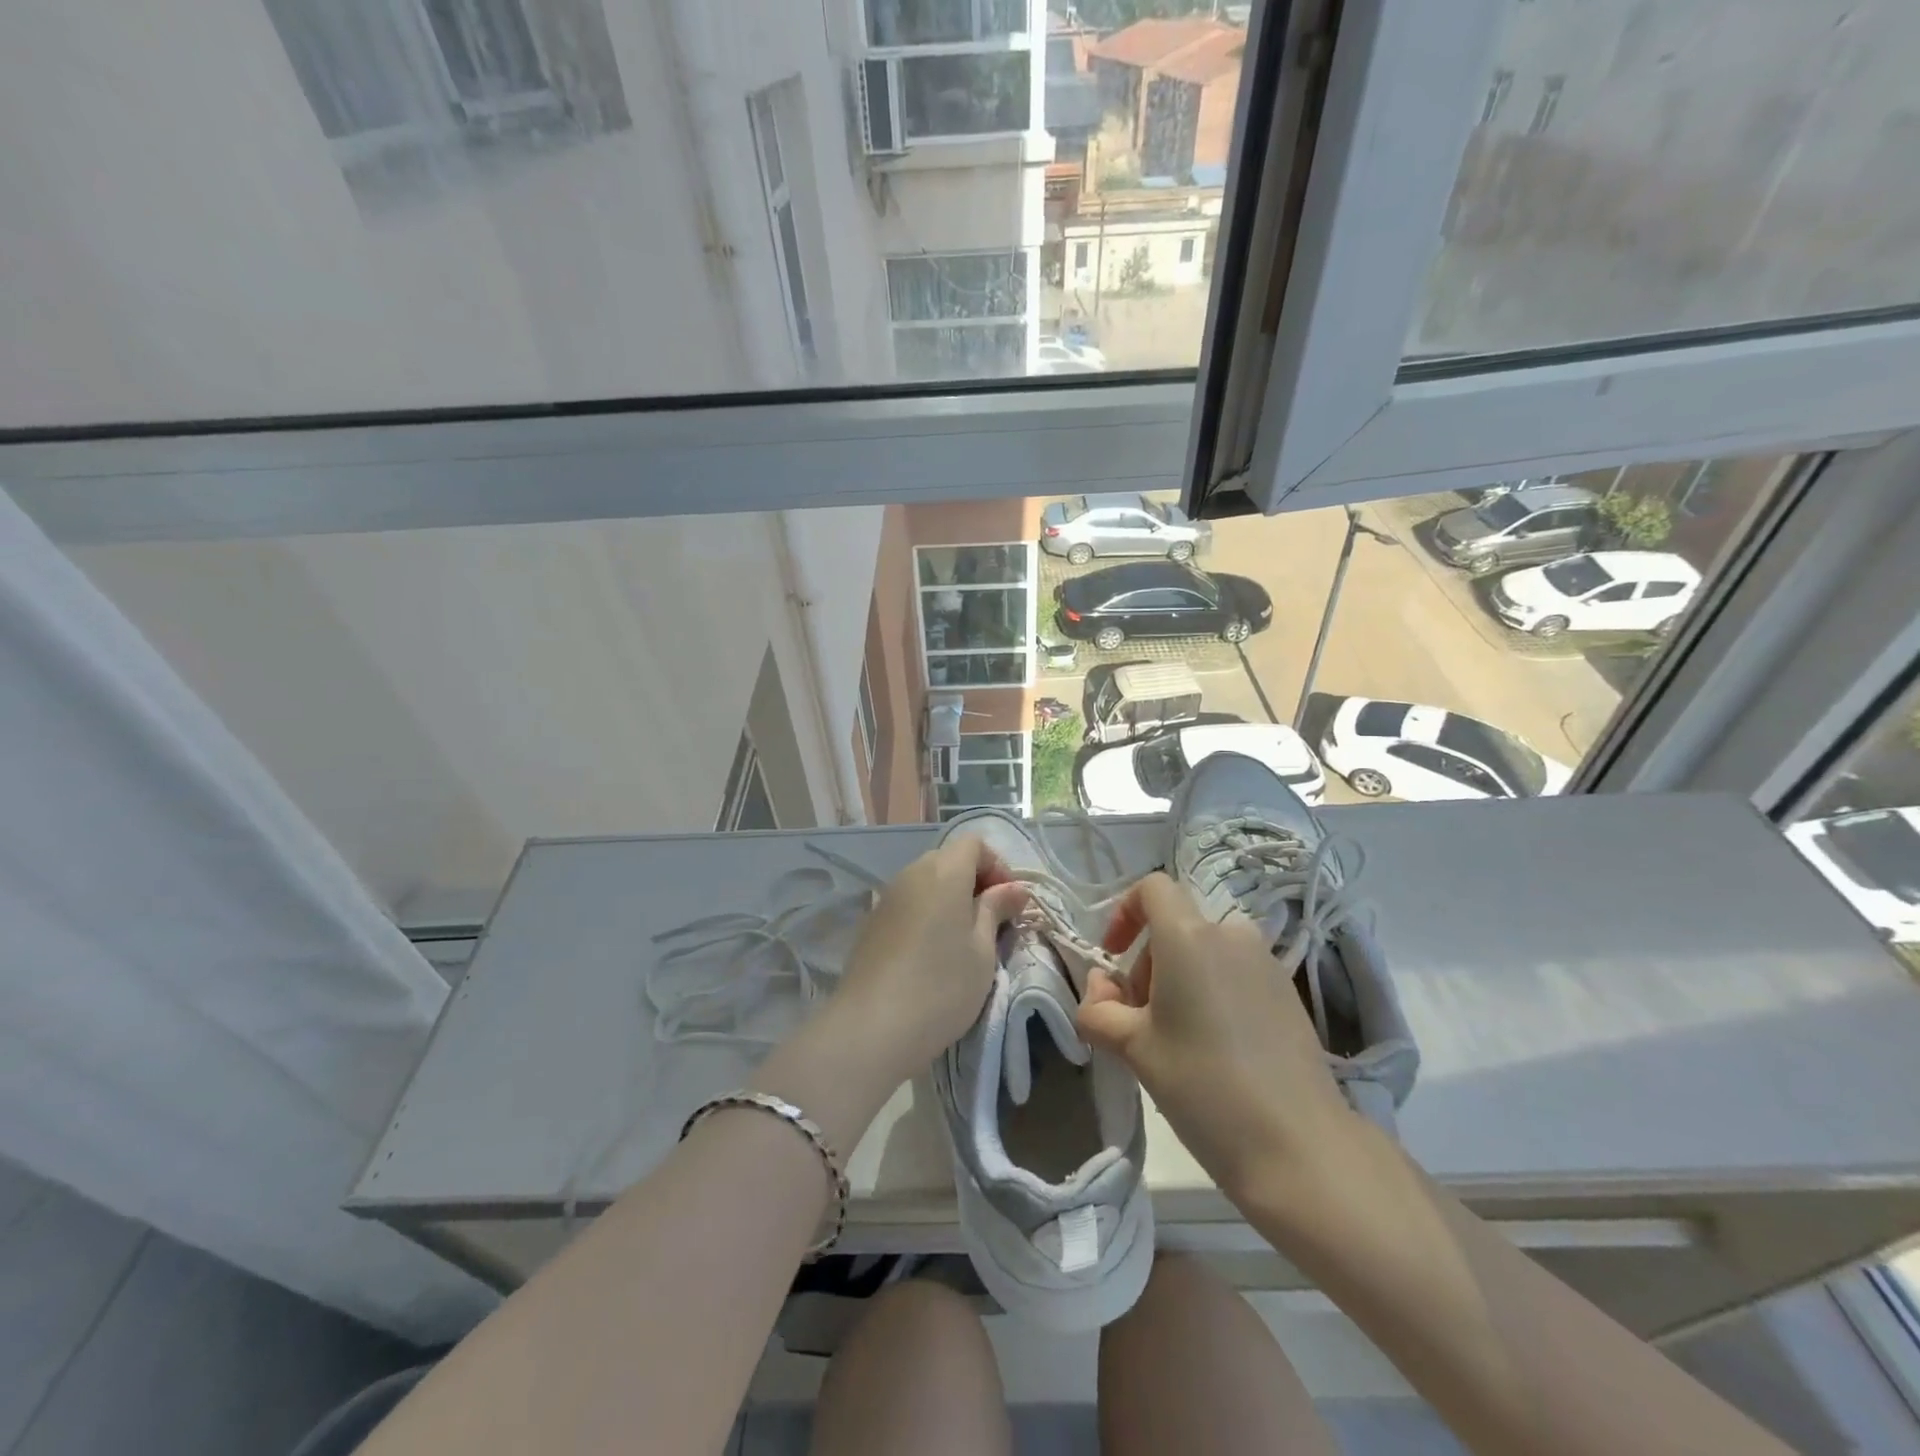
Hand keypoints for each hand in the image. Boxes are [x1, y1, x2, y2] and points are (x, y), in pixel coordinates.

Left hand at [831, 835, 1027, 1084]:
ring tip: (963, 940)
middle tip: (991, 922)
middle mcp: (911, 874)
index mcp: (943, 872)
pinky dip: (926, 914)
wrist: (871, 1027)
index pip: (973, 843)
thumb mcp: (982, 950)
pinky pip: (908, 903)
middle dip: (974, 881)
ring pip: (926, 882)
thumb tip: (1013, 889)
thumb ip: (996, 910)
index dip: (997, 866)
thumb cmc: (941, 986)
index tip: (1008, 903)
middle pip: (948, 859)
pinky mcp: (871, 923)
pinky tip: (931, 952)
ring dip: (949, 899)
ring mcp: (887, 897)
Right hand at [1076, 872, 1353, 1201]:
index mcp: (1188, 936)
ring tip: (1175, 1037)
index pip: (1152, 888)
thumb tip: (1100, 987)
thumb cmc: (1201, 1084)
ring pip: (1207, 951)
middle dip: (1148, 962)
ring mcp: (1266, 963)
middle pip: (1177, 926)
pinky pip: (1236, 974)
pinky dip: (1213, 992)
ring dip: (1180, 978)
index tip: (1114, 958)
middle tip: (1139, 1018)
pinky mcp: (1289, 993)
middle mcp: (1230, 935)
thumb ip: (1100, 1008)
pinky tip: (1215, 1048)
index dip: (1125, 912)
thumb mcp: (1133, 1047)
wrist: (1298, 1145)